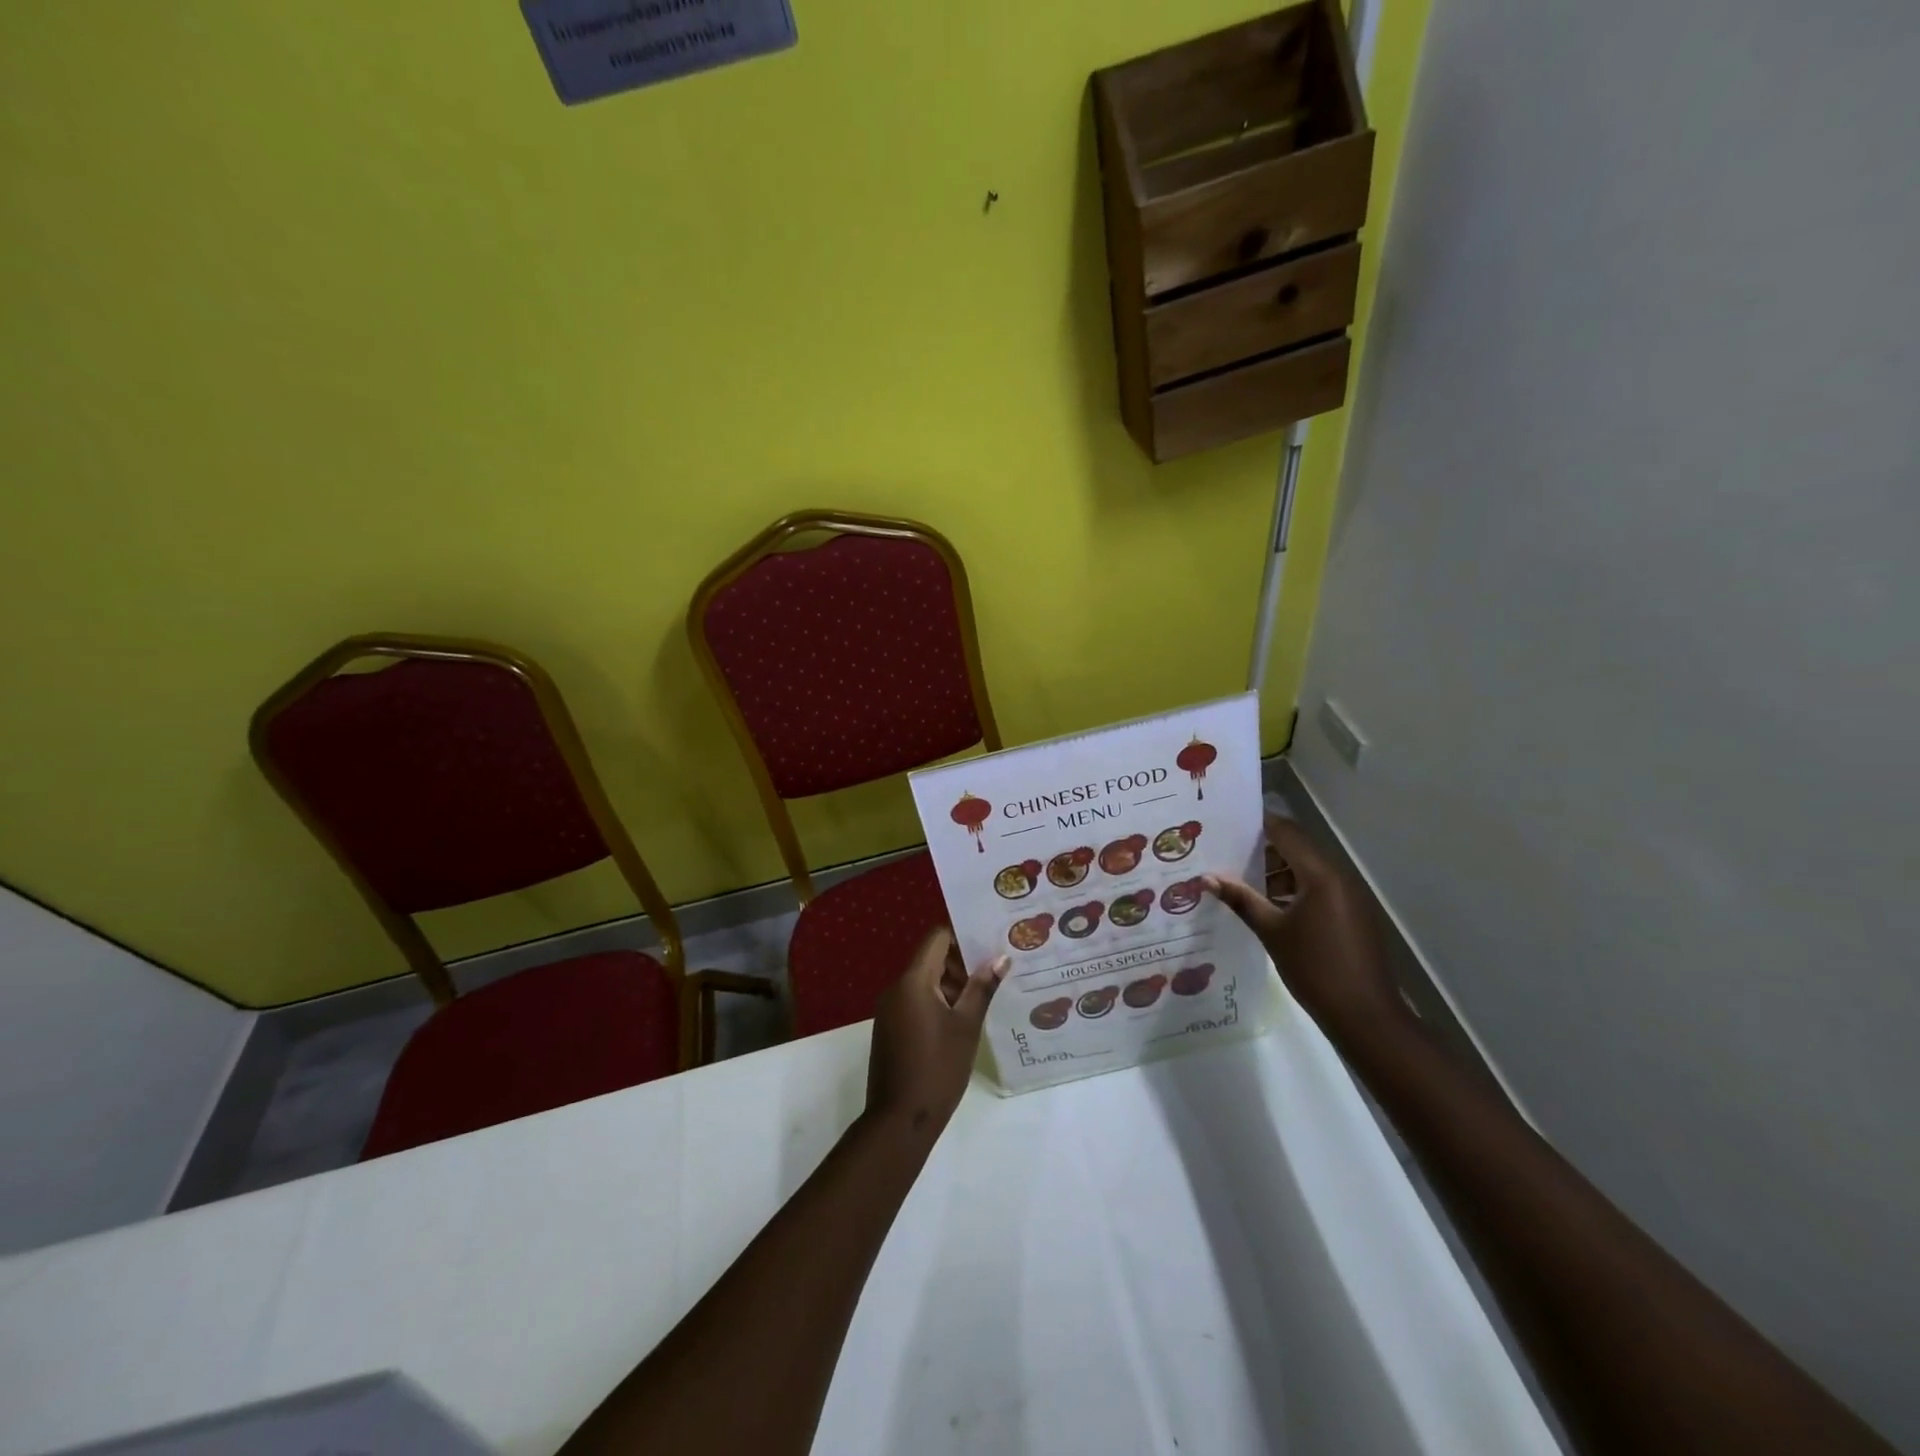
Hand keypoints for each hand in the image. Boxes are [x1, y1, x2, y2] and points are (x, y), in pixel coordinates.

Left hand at [865, 929, 1006, 1140]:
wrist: (899, 1120)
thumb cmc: (937, 1068)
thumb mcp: (966, 1026)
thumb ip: (982, 988)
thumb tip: (1000, 958)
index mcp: (913, 981)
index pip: (937, 938)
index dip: (963, 936)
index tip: (990, 945)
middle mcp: (896, 988)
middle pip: (931, 959)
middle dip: (962, 964)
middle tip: (995, 974)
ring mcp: (890, 1009)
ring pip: (925, 982)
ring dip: (952, 986)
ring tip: (984, 999)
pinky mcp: (890, 1028)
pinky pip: (916, 1001)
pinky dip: (938, 1002)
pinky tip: (962, 1021)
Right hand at [1204, 814, 1406, 1044]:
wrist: (1365, 1016)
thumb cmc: (1314, 968)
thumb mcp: (1271, 932)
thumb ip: (1241, 899)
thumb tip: (1207, 877)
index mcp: (1320, 875)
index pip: (1286, 832)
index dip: (1257, 824)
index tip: (1227, 825)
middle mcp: (1338, 877)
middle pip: (1297, 848)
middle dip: (1263, 849)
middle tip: (1226, 853)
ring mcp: (1349, 896)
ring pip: (1308, 869)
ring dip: (1278, 871)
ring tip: (1241, 882)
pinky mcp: (1353, 914)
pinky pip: (1319, 888)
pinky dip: (1294, 889)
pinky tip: (1269, 906)